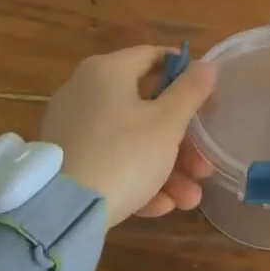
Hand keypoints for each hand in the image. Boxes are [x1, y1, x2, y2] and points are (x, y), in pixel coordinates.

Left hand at [42, 46, 217, 220]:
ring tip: (190, 199)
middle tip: (203, 167)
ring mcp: (72, 128)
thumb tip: (207, 64)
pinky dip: (136, 178)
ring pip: (130, 140)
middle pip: (146, 107)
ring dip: (166, 168)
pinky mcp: (66, 161)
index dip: (185, 74)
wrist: (61, 214)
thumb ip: (191, 90)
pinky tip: (161, 207)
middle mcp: (84, 91)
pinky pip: (109, 161)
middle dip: (182, 141)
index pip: (153, 57)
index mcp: (107, 71)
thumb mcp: (168, 123)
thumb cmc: (123, 154)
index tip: (208, 98)